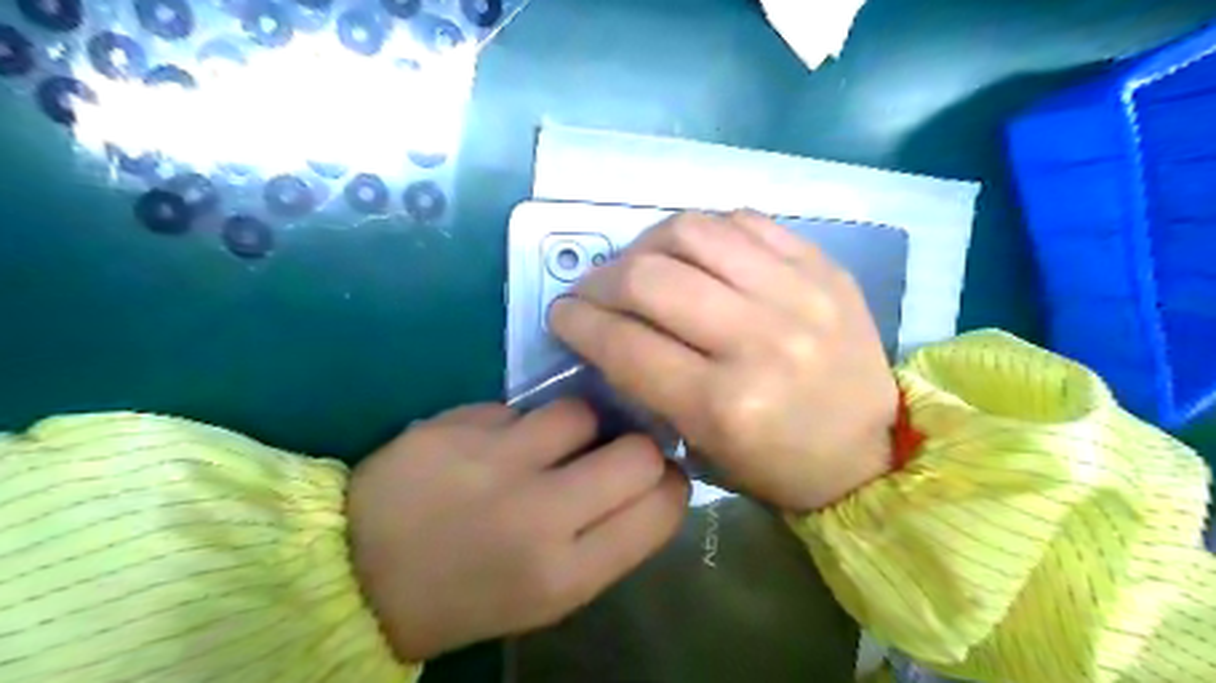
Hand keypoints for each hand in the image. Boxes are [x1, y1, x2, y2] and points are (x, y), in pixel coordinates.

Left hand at [344, 400, 682, 662]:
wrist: (358, 577)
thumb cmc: (469, 594)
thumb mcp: (549, 594)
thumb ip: (607, 539)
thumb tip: (650, 480)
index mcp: (566, 573)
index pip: (662, 507)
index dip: (671, 484)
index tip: (657, 477)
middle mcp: (539, 514)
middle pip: (637, 452)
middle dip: (637, 448)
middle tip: (614, 452)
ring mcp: (494, 462)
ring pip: (580, 411)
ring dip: (577, 426)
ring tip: (548, 444)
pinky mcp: (456, 425)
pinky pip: (519, 408)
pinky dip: (517, 424)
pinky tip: (491, 446)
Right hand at [548, 210, 894, 508]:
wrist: (870, 449)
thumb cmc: (778, 465)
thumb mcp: (702, 446)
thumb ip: (648, 384)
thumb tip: (607, 328)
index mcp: (725, 404)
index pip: (626, 344)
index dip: (578, 323)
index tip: (562, 314)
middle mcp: (759, 340)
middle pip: (649, 278)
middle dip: (601, 280)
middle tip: (592, 291)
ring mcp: (797, 294)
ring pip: (692, 233)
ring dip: (646, 244)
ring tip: (638, 264)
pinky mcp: (822, 267)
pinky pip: (743, 222)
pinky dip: (703, 232)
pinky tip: (693, 254)